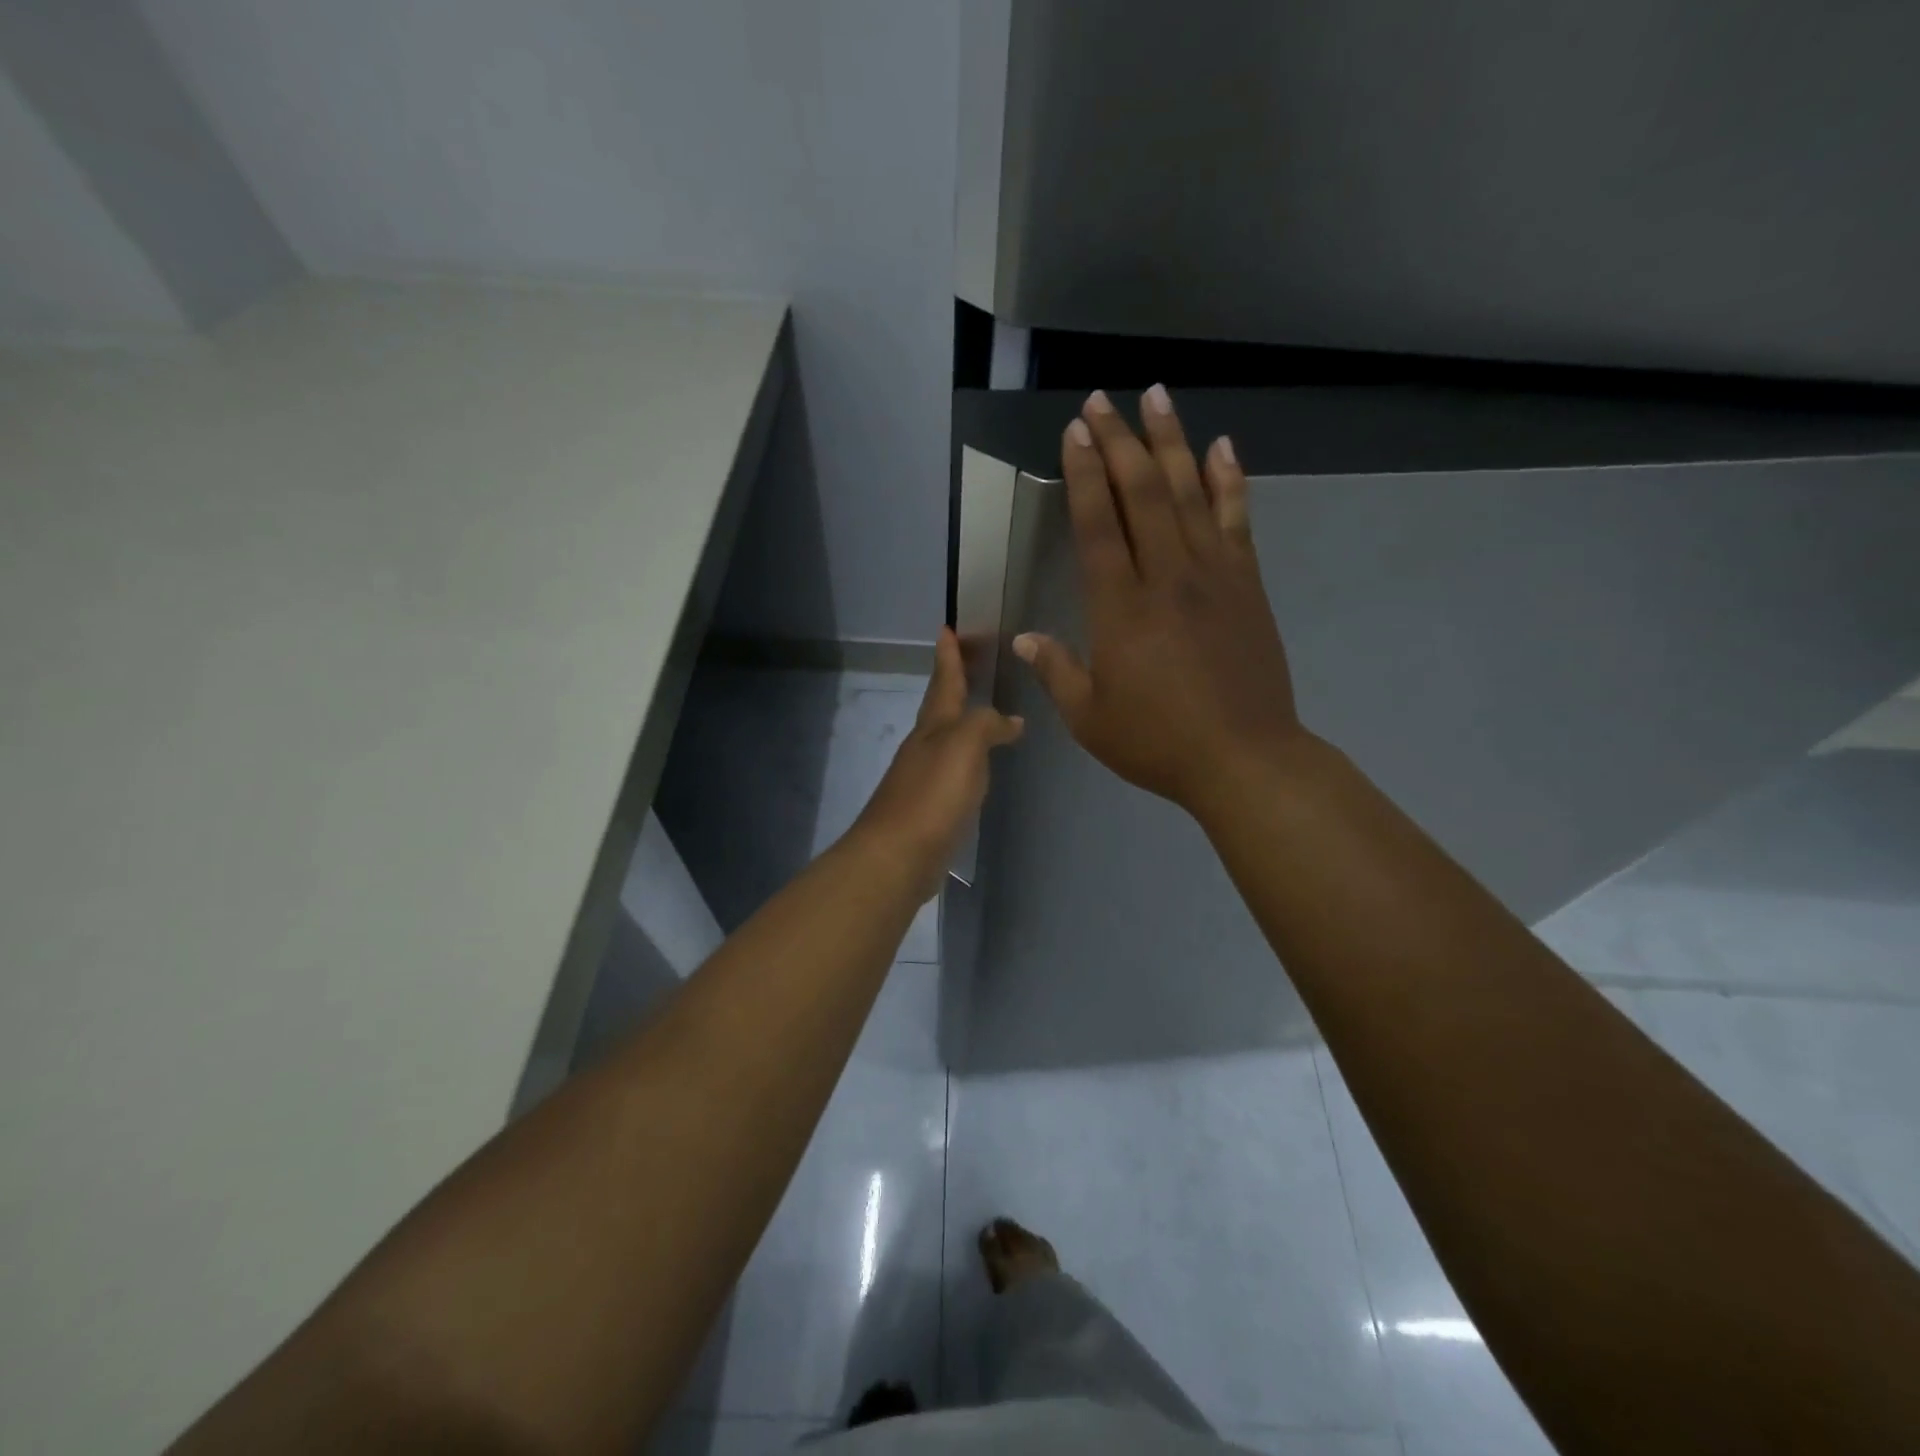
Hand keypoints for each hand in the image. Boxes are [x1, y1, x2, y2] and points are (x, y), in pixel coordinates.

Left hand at [850, 626, 1023, 896]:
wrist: (898, 856)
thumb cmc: (932, 795)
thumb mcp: (964, 746)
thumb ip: (986, 725)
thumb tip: (1010, 720)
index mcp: (933, 727)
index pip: (944, 682)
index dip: (948, 656)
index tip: (947, 628)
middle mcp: (924, 747)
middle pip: (940, 707)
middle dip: (953, 683)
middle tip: (968, 661)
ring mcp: (923, 778)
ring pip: (945, 738)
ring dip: (961, 721)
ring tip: (982, 711)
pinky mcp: (929, 808)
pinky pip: (952, 771)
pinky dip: (966, 759)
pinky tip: (977, 768)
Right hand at [1014, 387, 1304, 816]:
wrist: (1245, 760)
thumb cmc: (1158, 743)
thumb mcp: (1090, 718)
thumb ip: (1056, 672)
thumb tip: (1024, 639)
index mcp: (1121, 610)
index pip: (1098, 526)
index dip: (1084, 476)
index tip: (1075, 432)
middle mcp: (1167, 578)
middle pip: (1142, 495)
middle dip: (1119, 443)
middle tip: (1102, 401)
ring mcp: (1214, 576)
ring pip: (1189, 495)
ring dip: (1170, 442)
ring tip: (1156, 398)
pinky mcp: (1247, 586)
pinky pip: (1236, 521)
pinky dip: (1228, 481)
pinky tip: (1221, 447)